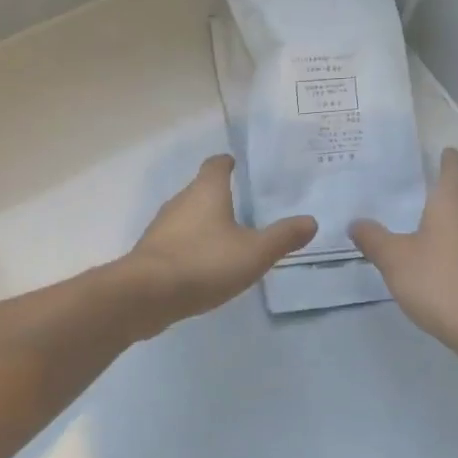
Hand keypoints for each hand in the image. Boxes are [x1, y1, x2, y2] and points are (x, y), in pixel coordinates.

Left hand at [119, 155, 315, 334]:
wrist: (147, 294)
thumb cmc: (204, 263)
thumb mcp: (254, 252)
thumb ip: (283, 237)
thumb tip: (311, 221)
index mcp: (206, 191)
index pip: (216, 165)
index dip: (228, 163)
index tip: (238, 165)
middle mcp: (180, 201)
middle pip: (201, 190)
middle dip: (220, 196)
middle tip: (244, 207)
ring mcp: (162, 227)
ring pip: (187, 217)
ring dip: (205, 224)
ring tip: (228, 238)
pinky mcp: (152, 253)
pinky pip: (177, 241)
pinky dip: (192, 246)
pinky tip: (205, 264)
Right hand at [350, 148, 457, 355]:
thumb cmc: (437, 281)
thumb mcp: (393, 258)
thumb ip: (373, 238)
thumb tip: (356, 222)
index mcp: (453, 204)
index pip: (456, 169)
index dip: (449, 159)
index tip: (443, 151)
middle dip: (455, 186)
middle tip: (432, 184)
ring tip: (435, 220)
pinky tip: (446, 256)